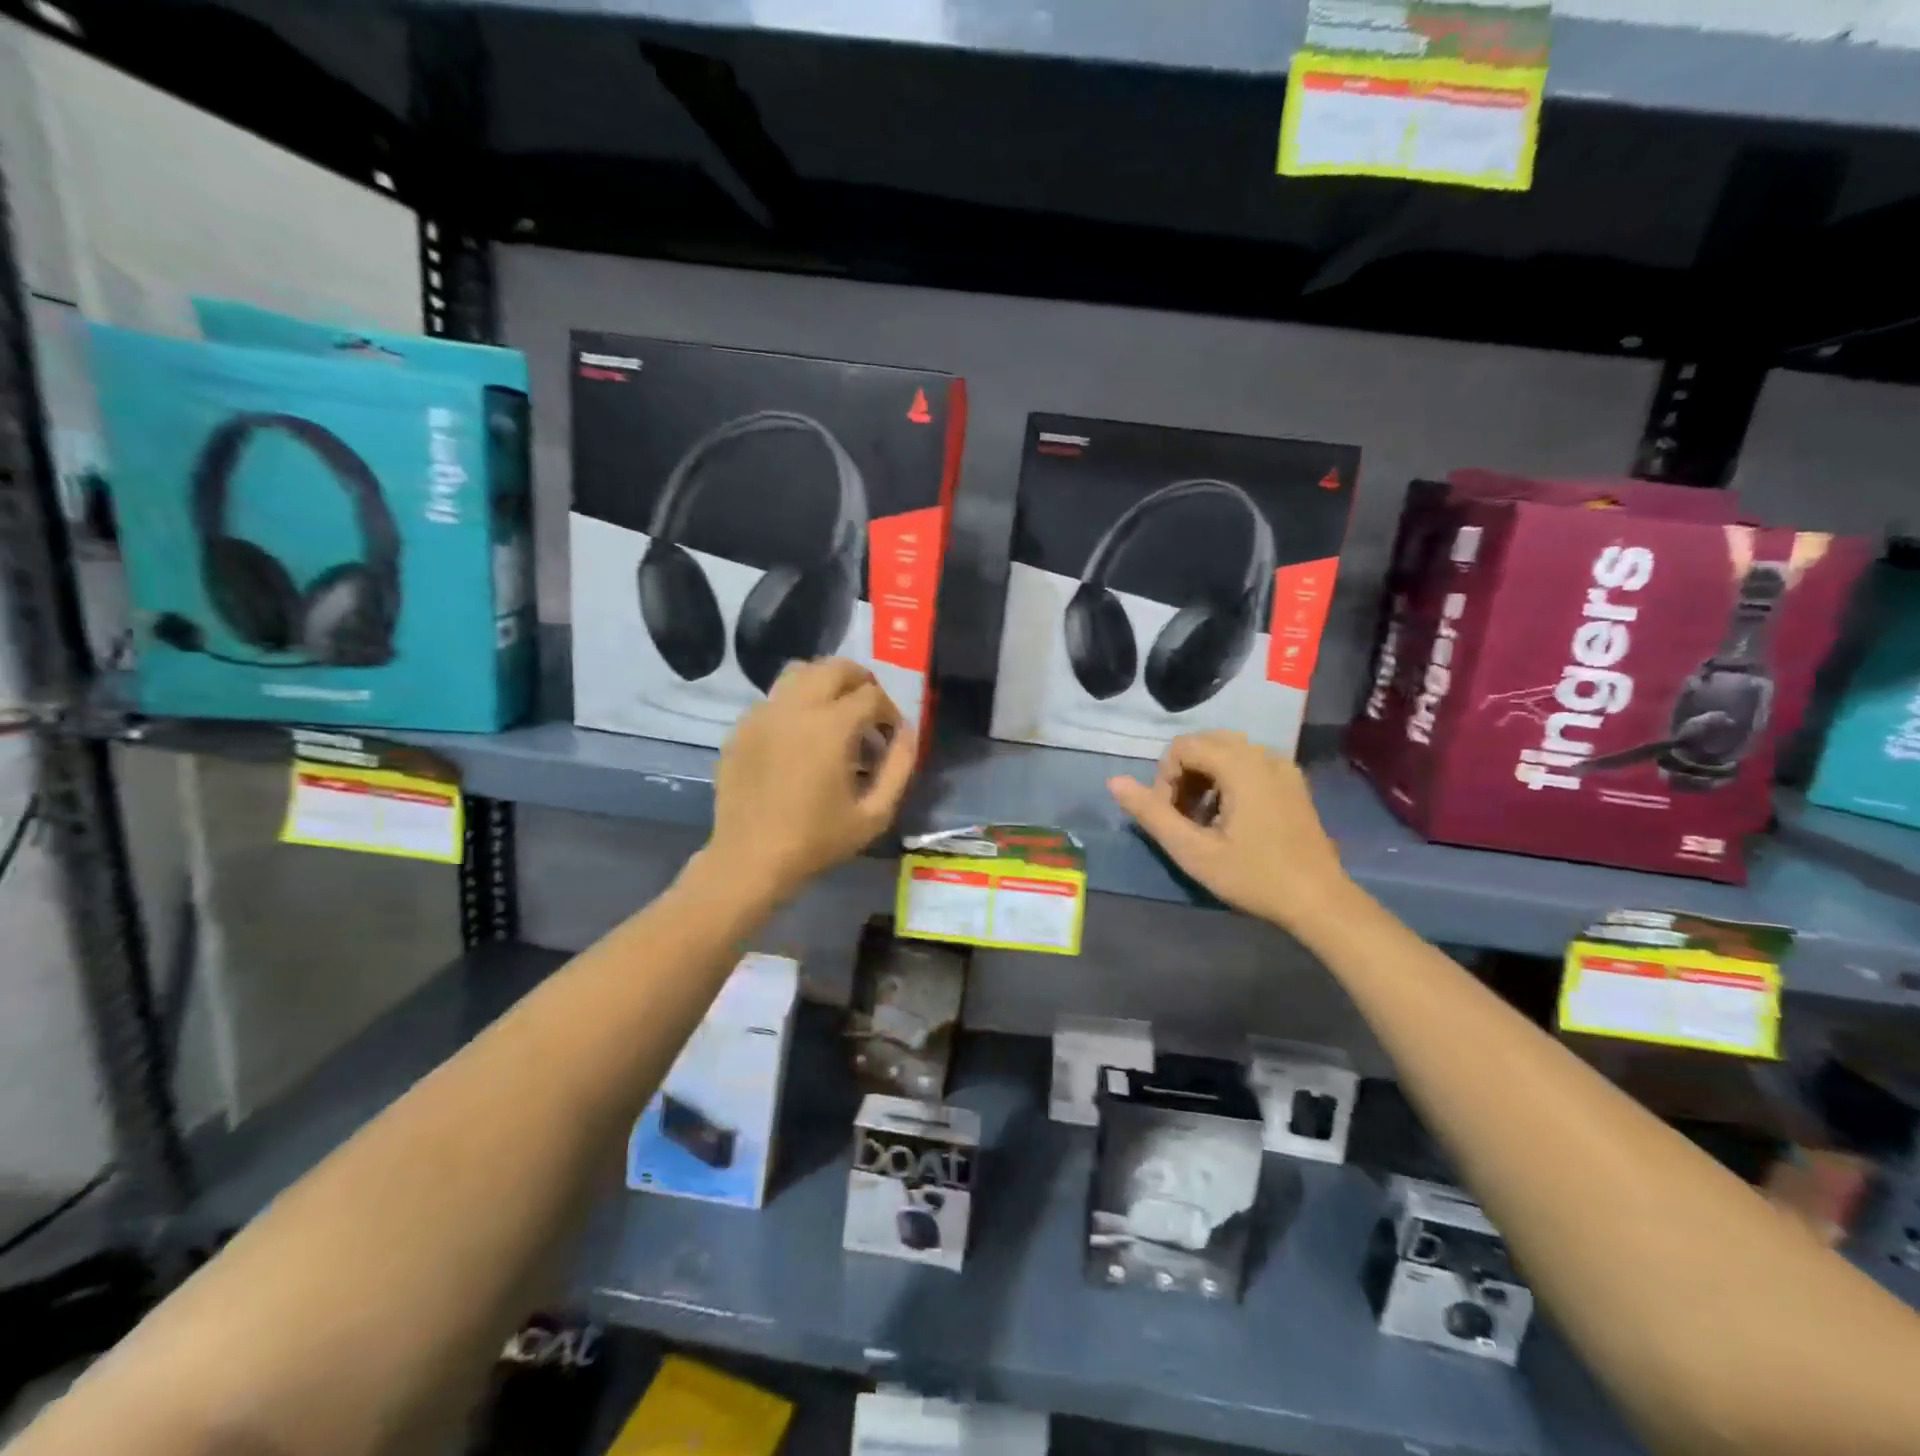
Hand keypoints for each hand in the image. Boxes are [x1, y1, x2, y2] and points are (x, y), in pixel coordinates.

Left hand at [705, 658, 916, 898]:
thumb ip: (899, 767)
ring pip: (799, 672)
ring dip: (825, 683)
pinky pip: (773, 698)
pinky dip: (794, 704)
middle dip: (860, 682)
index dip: (889, 712)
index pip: (871, 695)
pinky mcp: (740, 728)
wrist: (750, 859)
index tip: (890, 737)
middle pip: (835, 668)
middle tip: (868, 712)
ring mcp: (762, 714)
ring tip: (834, 714)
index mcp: (831, 727)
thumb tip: (908, 732)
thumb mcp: (874, 814)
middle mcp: (795, 707)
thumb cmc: (817, 840)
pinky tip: (799, 738)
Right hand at [1107, 731, 1348, 930]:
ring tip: (1203, 821)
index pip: (1183, 747)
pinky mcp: (1293, 783)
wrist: (1319, 901)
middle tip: (1183, 816)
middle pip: (1204, 744)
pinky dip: (1228, 781)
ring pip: (1227, 753)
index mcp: (1241, 765)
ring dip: (1204, 778)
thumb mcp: (1193, 851)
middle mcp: (1264, 755)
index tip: (1170, 816)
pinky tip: (1230, 819)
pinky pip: (1249, 764)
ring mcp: (1283, 768)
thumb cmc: (1254, 876)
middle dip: (1183, 775)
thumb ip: (1152, 814)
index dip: (1165, 778)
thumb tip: (1113, 782)